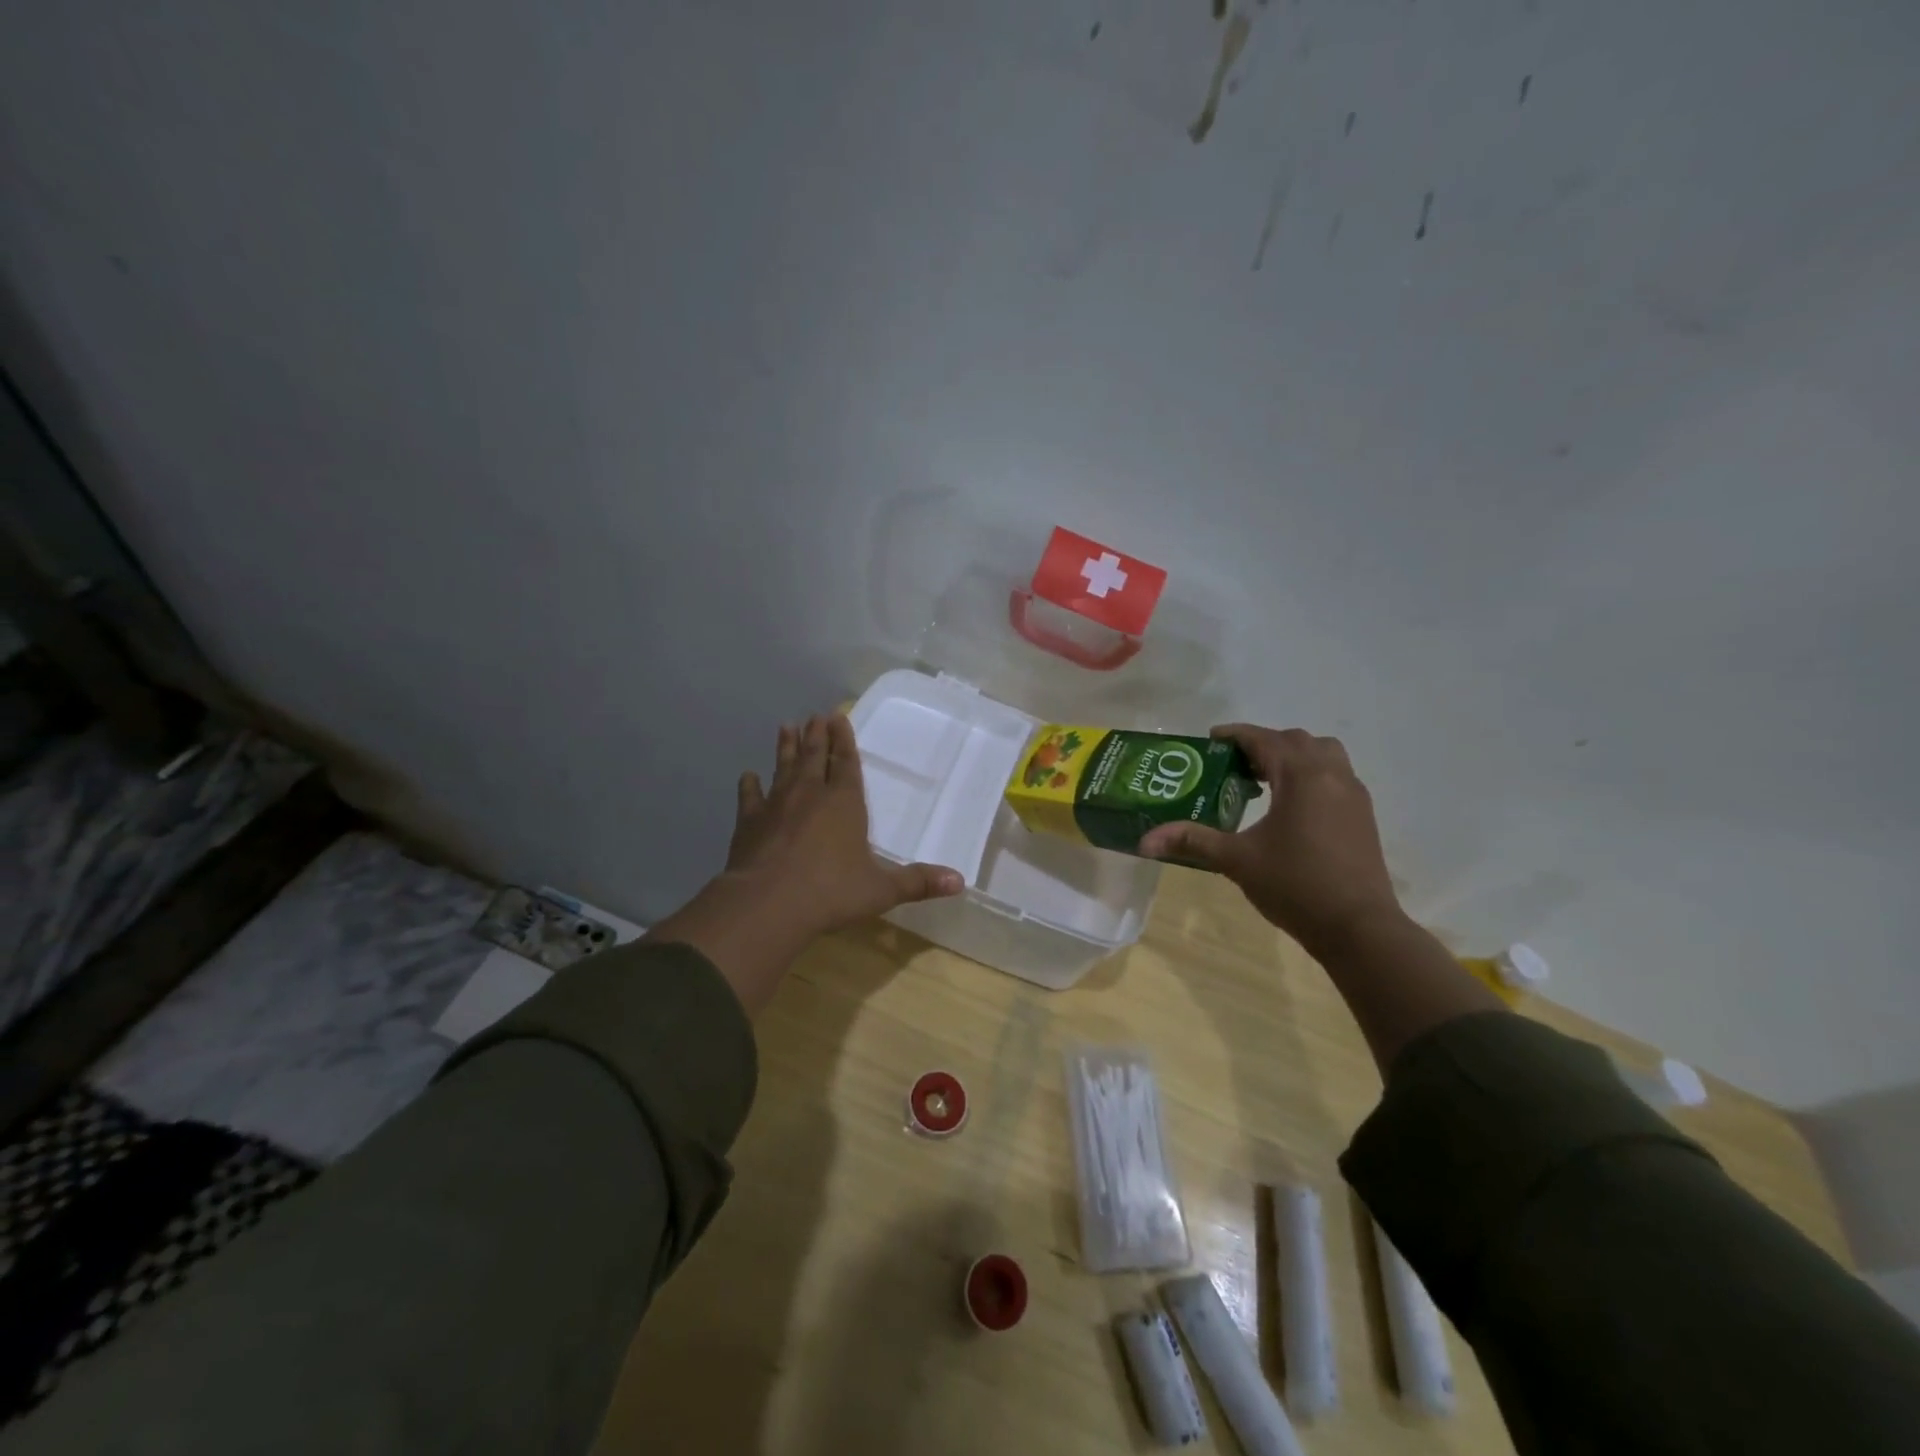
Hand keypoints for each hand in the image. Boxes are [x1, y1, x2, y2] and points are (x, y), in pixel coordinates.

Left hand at [724, 714, 962, 937]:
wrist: (769, 904)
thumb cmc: (832, 892)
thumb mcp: (881, 890)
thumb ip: (918, 882)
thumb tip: (960, 881)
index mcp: (845, 803)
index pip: (846, 763)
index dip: (844, 740)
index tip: (838, 716)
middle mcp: (810, 794)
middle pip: (815, 757)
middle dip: (817, 735)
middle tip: (815, 715)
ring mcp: (777, 805)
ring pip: (784, 767)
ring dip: (786, 747)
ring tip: (786, 727)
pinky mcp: (749, 822)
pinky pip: (750, 797)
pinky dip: (750, 785)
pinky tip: (748, 776)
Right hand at [1137, 725, 1402, 949]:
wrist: (1358, 927)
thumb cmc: (1295, 885)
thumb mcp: (1237, 860)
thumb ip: (1192, 841)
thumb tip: (1144, 841)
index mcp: (1301, 776)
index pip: (1264, 739)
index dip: (1235, 735)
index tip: (1211, 740)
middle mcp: (1331, 775)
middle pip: (1296, 740)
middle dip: (1264, 744)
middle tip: (1235, 765)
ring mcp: (1353, 794)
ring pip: (1323, 754)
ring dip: (1293, 756)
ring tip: (1265, 780)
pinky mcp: (1363, 815)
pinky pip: (1335, 776)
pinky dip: (1311, 775)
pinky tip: (1291, 806)